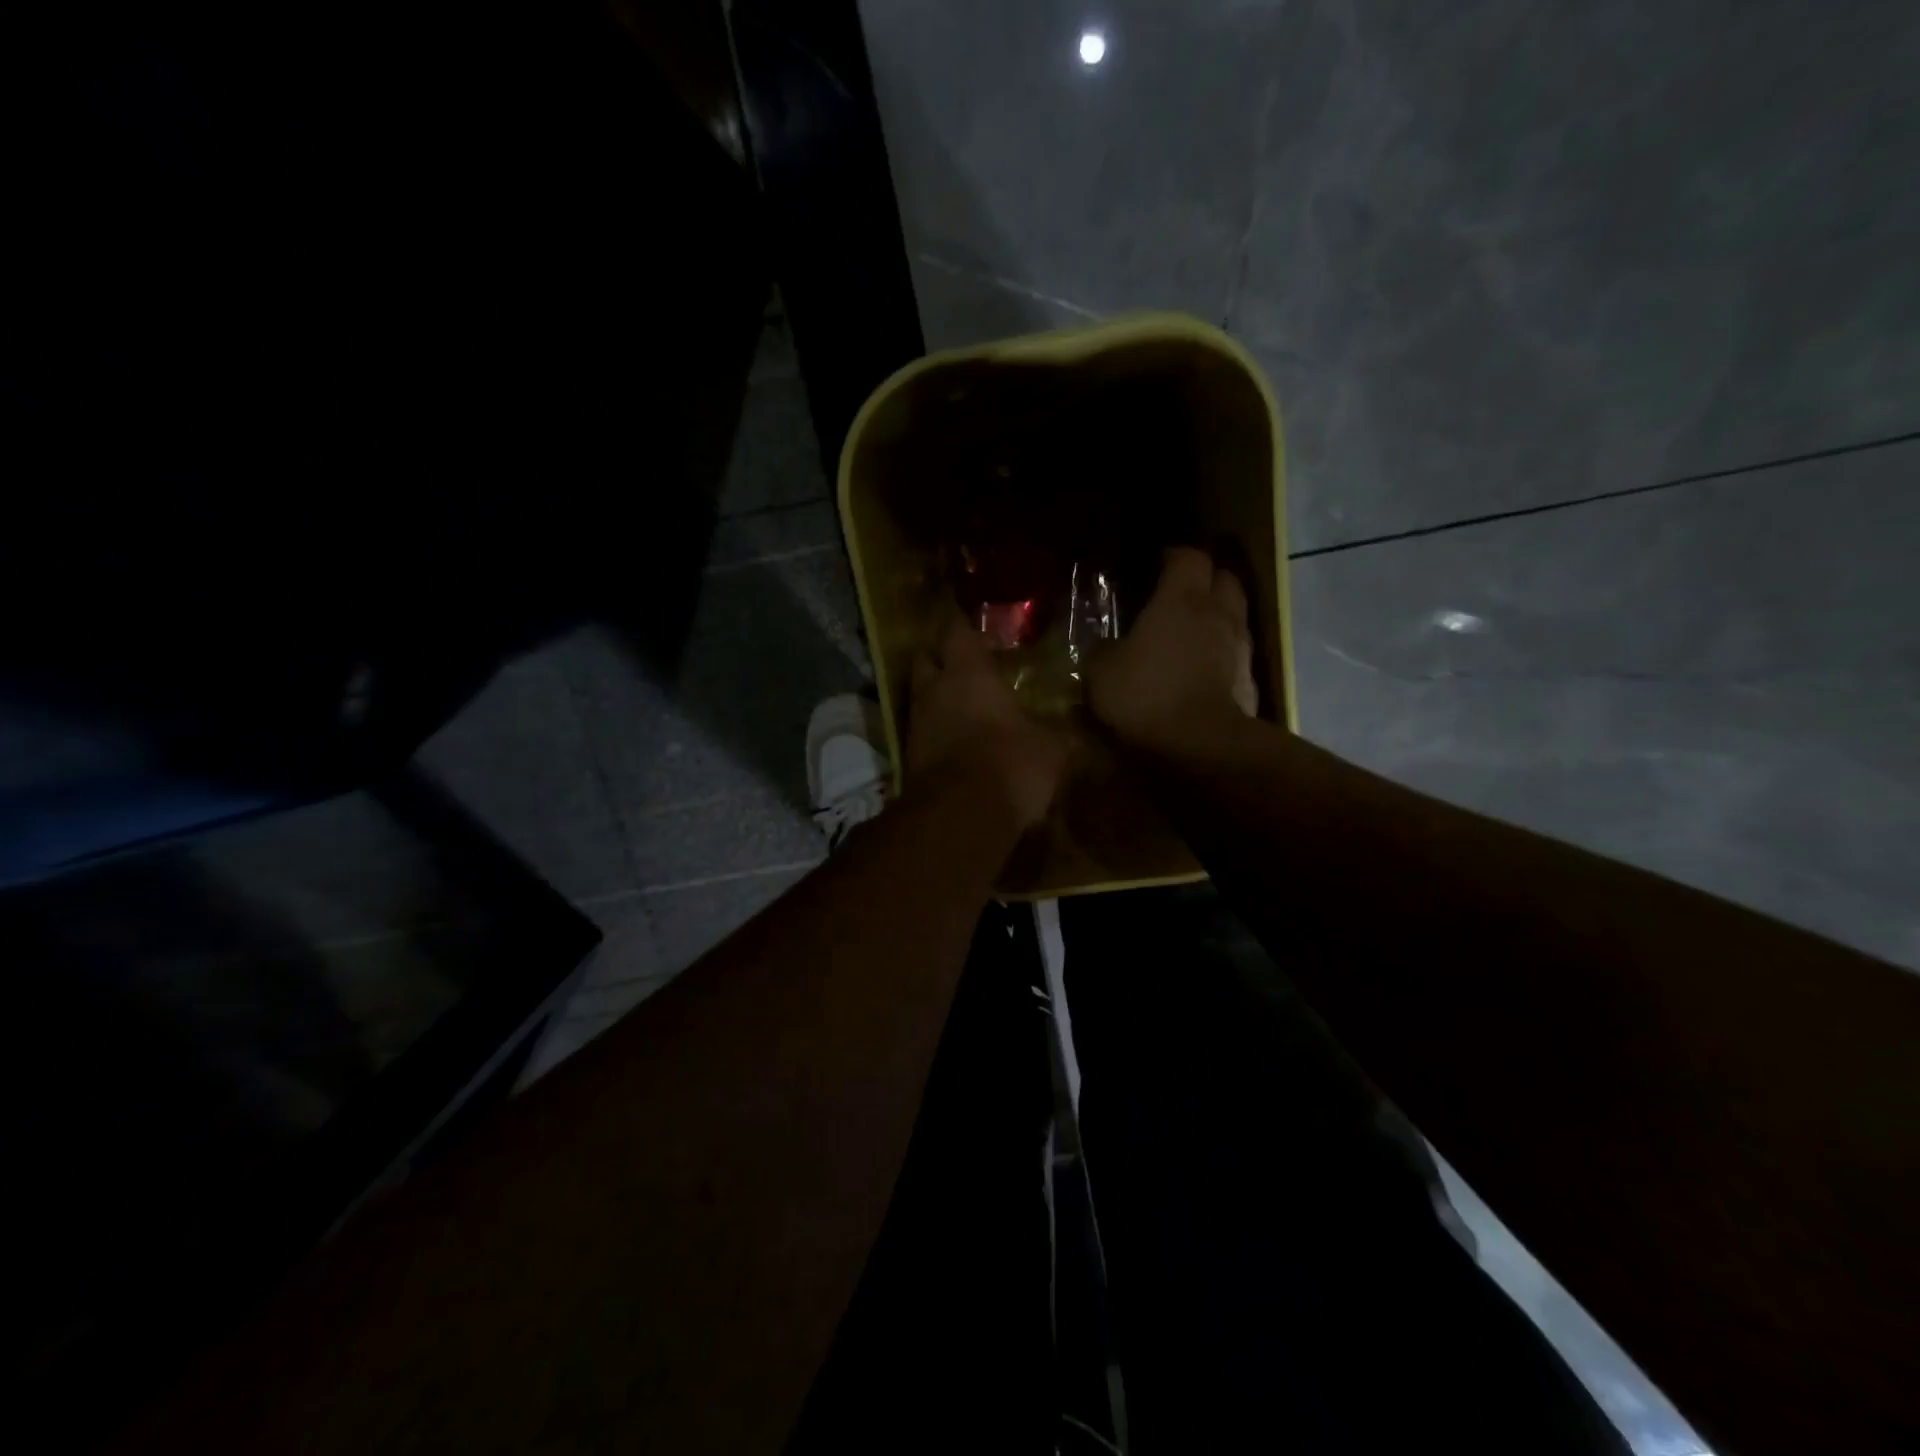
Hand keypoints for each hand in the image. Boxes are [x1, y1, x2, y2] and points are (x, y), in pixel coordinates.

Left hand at [907, 616, 1066, 827]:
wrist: (959, 818)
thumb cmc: (1009, 764)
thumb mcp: (1051, 748)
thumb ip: (1056, 732)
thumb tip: (1069, 730)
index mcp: (968, 673)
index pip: (956, 630)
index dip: (967, 628)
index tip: (984, 635)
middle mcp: (934, 690)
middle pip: (925, 658)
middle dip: (942, 658)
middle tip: (967, 667)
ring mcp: (916, 724)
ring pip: (921, 696)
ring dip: (938, 698)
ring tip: (966, 708)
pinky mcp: (909, 757)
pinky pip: (922, 731)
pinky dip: (937, 731)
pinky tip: (959, 742)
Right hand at [1086, 547, 1257, 753]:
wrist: (1199, 745)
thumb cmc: (1145, 695)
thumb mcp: (1101, 671)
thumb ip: (1104, 650)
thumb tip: (1108, 647)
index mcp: (1181, 600)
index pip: (1188, 557)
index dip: (1174, 556)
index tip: (1157, 563)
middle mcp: (1218, 614)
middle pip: (1224, 578)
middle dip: (1206, 579)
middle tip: (1181, 592)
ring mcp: (1240, 648)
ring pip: (1236, 615)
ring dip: (1218, 616)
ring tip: (1194, 631)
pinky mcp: (1250, 681)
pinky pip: (1238, 654)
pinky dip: (1223, 653)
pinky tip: (1205, 669)